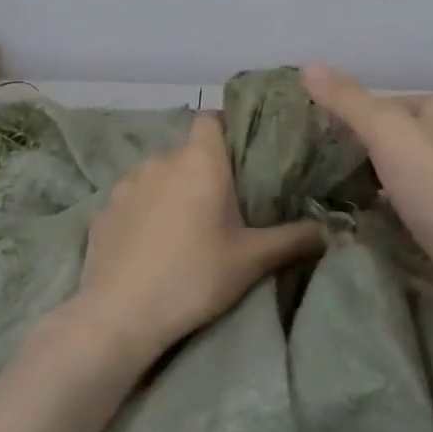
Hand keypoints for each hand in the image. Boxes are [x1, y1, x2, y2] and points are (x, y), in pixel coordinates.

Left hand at [73, 113, 324, 366]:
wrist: (120, 314)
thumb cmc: (194, 276)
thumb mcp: (252, 260)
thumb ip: (293, 239)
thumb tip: (328, 230)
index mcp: (199, 161)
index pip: (211, 118)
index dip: (226, 128)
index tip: (241, 155)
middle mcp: (161, 160)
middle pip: (187, 151)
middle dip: (203, 169)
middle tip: (222, 204)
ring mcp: (126, 183)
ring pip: (158, 173)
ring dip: (172, 189)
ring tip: (184, 225)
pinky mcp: (103, 209)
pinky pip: (133, 198)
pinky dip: (144, 210)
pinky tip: (150, 243)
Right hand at [300, 64, 432, 338]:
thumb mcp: (387, 133)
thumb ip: (347, 101)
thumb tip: (307, 67)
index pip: (384, 102)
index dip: (347, 114)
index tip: (311, 134)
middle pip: (390, 138)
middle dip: (354, 151)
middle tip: (310, 164)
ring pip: (395, 174)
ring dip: (365, 183)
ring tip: (321, 191)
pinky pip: (403, 208)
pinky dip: (380, 211)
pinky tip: (352, 220)